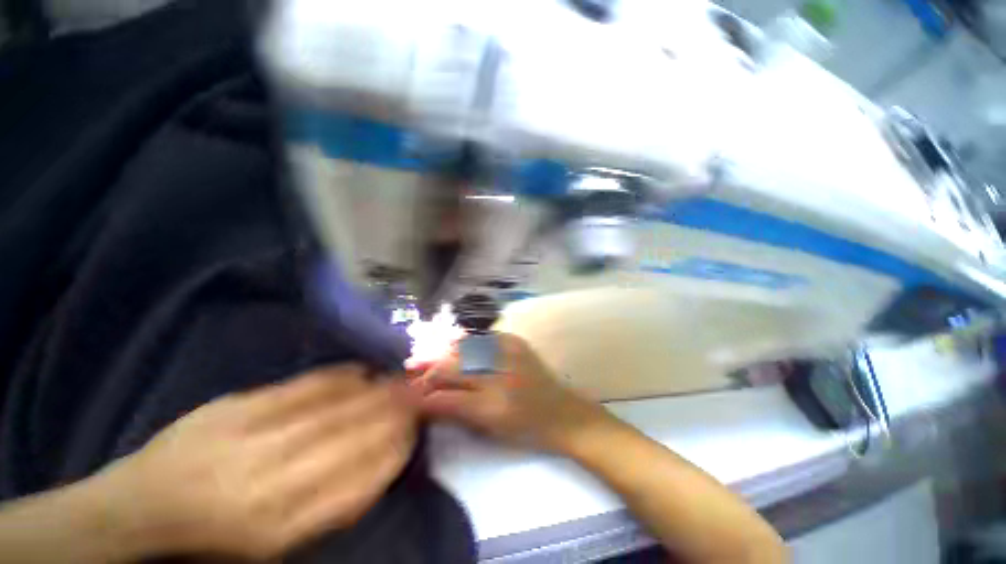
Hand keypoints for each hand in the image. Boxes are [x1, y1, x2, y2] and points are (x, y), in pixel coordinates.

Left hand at [93, 365, 416, 560]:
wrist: (142, 505)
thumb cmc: (214, 538)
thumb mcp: (275, 542)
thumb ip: (331, 506)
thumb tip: (380, 462)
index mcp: (281, 526)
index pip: (359, 481)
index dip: (395, 450)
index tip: (418, 429)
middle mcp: (272, 482)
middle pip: (351, 438)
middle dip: (393, 413)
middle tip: (419, 395)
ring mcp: (252, 438)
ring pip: (334, 408)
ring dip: (375, 392)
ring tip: (401, 380)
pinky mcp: (237, 407)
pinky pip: (303, 387)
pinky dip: (340, 377)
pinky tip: (362, 370)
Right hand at [412, 333, 622, 453]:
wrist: (563, 412)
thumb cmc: (527, 430)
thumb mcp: (490, 429)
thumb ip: (456, 413)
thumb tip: (427, 401)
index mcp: (491, 406)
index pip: (445, 397)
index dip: (422, 395)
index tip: (408, 393)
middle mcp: (498, 375)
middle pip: (452, 367)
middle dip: (429, 369)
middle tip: (413, 368)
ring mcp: (509, 353)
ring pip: (465, 348)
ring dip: (445, 352)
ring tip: (430, 354)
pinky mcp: (516, 342)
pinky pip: (484, 337)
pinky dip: (468, 341)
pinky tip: (457, 343)